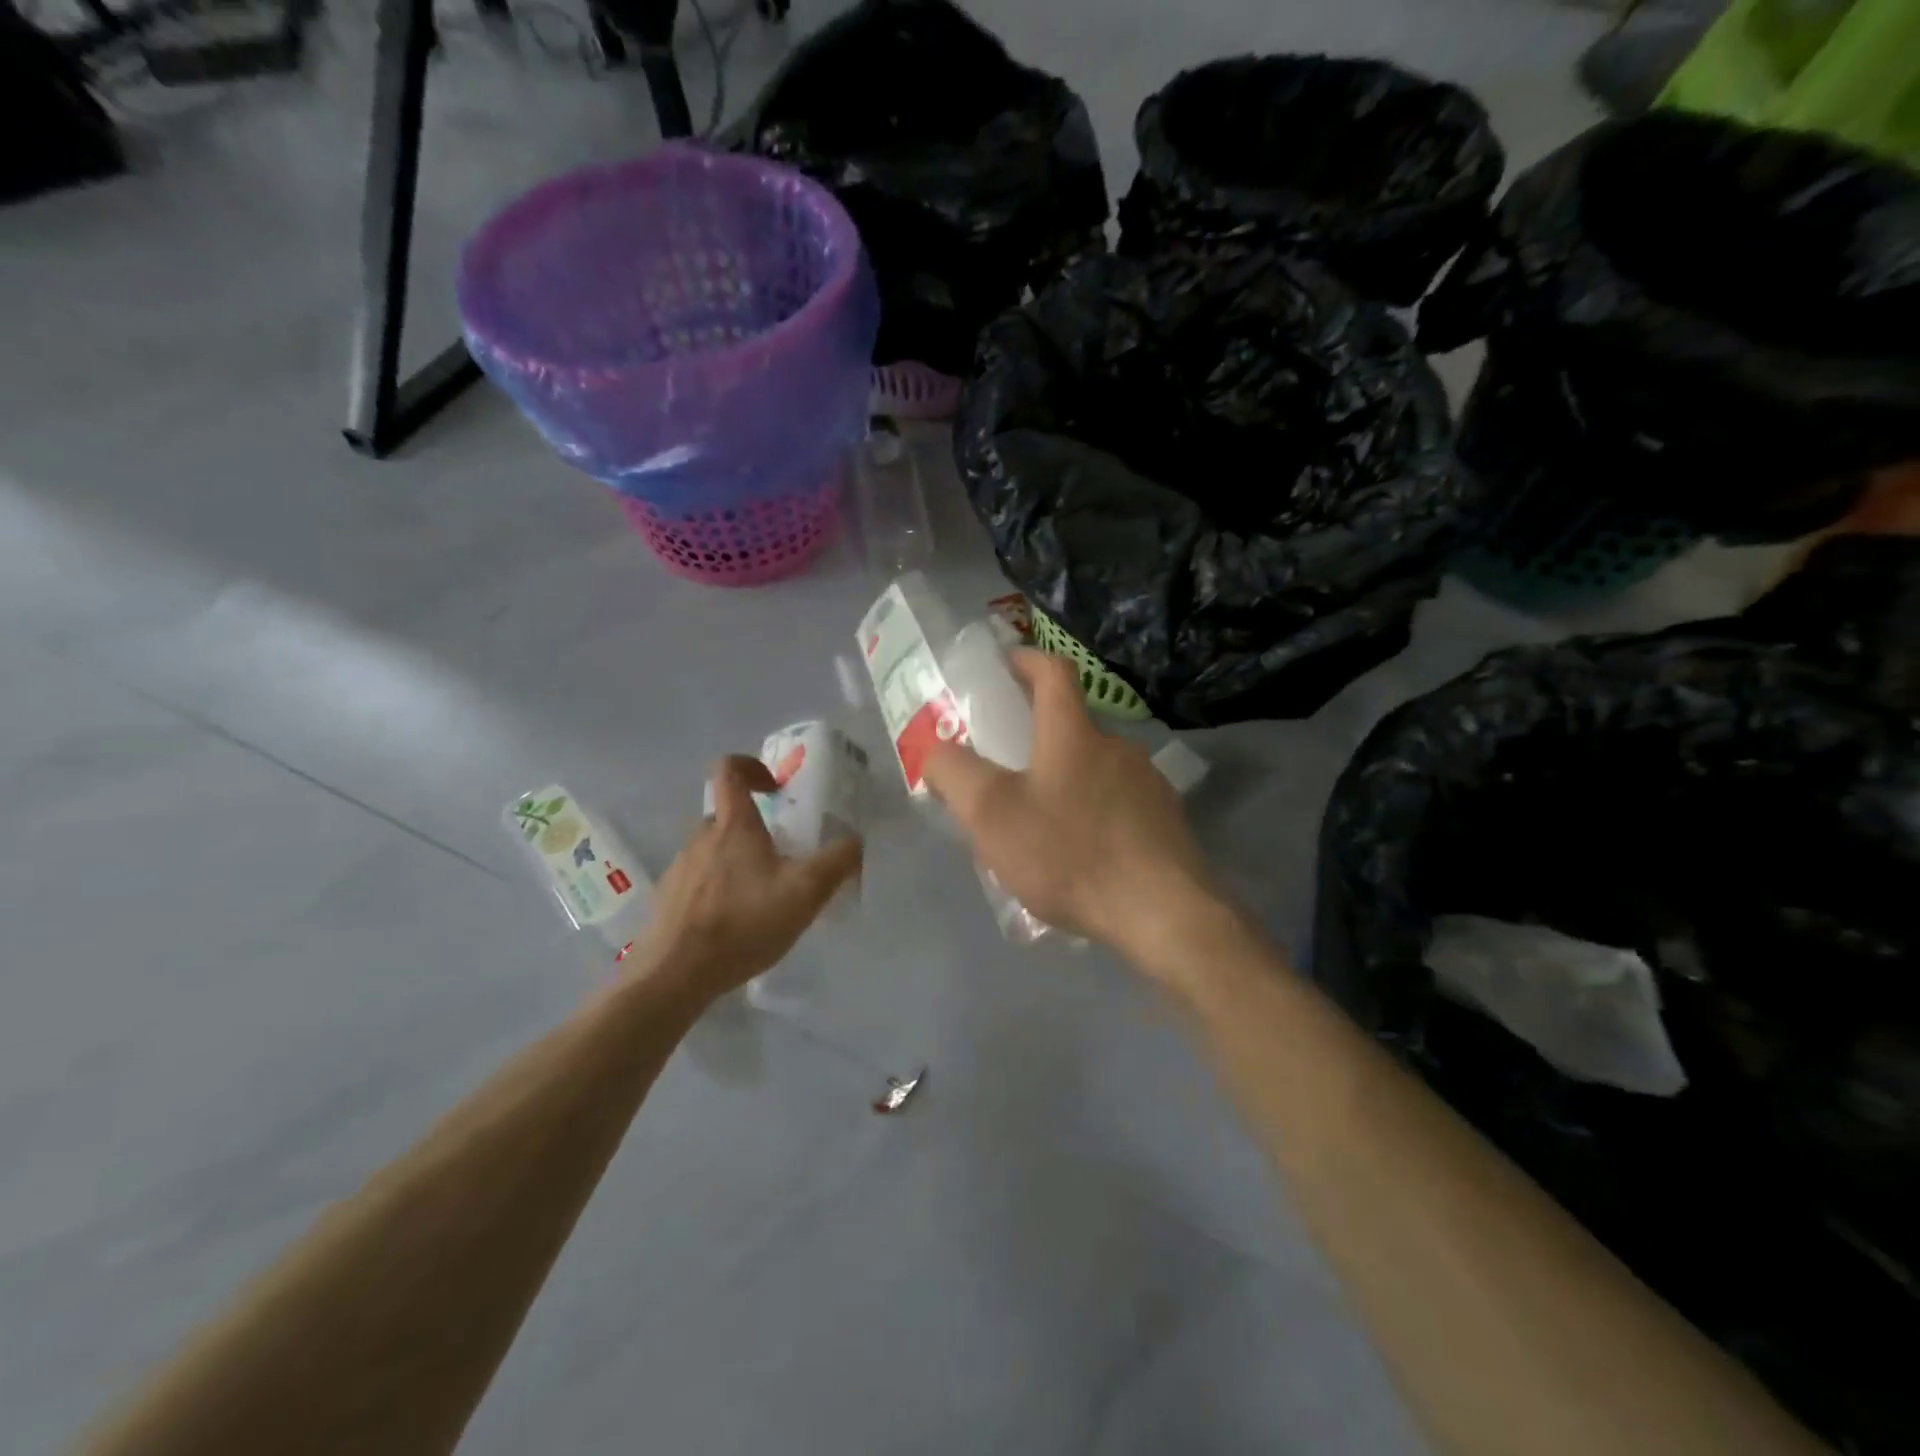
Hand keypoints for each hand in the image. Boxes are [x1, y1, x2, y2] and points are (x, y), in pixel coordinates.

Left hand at [637, 757, 862, 1003]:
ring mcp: (679, 869)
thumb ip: (838, 860)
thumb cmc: (744, 922)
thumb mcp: (806, 891)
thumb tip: (856, 841)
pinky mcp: (668, 900)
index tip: (776, 787)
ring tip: (763, 896)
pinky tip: (737, 923)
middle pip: (727, 815)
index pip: (729, 769)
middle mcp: (700, 837)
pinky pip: (699, 881)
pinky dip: (720, 890)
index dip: (752, 766)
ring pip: (714, 850)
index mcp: (733, 824)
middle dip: (756, 828)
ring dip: (739, 861)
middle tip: (784, 855)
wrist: (676, 975)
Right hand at [922, 651, 1218, 968]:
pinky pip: (1119, 805)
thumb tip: (936, 748)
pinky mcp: (1167, 821)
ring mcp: (1148, 784)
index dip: (1027, 659)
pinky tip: (1082, 855)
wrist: (1162, 913)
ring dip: (1066, 783)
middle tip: (1007, 773)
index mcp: (1073, 735)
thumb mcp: (991, 815)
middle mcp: (1117, 747)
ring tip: (1041, 826)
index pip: (1053, 672)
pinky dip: (1094, 815)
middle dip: (1037, 740)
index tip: (1006, 664)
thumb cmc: (1069, 854)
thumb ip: (955, 773)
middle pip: (1072, 727)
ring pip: (1095, 770)